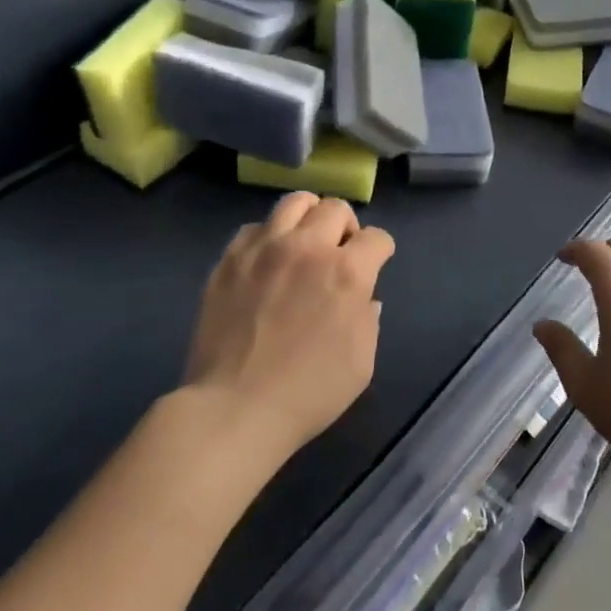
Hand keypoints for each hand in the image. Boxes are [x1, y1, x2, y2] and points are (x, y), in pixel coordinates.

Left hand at [185, 192, 395, 464]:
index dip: (380, 251)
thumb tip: (363, 299)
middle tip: (339, 253)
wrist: (235, 408)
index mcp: (347, 272)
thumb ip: (368, 320)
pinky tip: (266, 261)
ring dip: (308, 217)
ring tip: (304, 242)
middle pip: (336, 208)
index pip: (377, 237)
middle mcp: (308, 247)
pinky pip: (254, 228)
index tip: (375, 265)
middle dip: (346, 227)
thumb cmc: (308, 393)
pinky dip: (268, 237)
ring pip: (294, 202)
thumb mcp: (361, 363)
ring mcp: (264, 248)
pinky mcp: (230, 259)